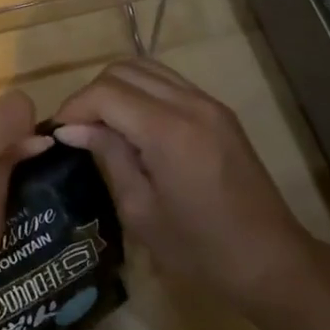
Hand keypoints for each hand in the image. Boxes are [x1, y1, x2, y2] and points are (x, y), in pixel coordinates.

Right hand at [53, 60, 323, 322]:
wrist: (271, 261)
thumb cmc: (200, 249)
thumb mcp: (140, 210)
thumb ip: (108, 156)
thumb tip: (71, 129)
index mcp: (168, 132)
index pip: (106, 93)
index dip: (75, 107)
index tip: (59, 133)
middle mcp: (190, 104)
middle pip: (124, 71)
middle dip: (92, 94)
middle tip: (77, 129)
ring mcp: (209, 103)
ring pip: (146, 68)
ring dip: (116, 88)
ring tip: (101, 123)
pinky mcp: (218, 111)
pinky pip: (168, 82)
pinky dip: (140, 91)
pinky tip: (132, 123)